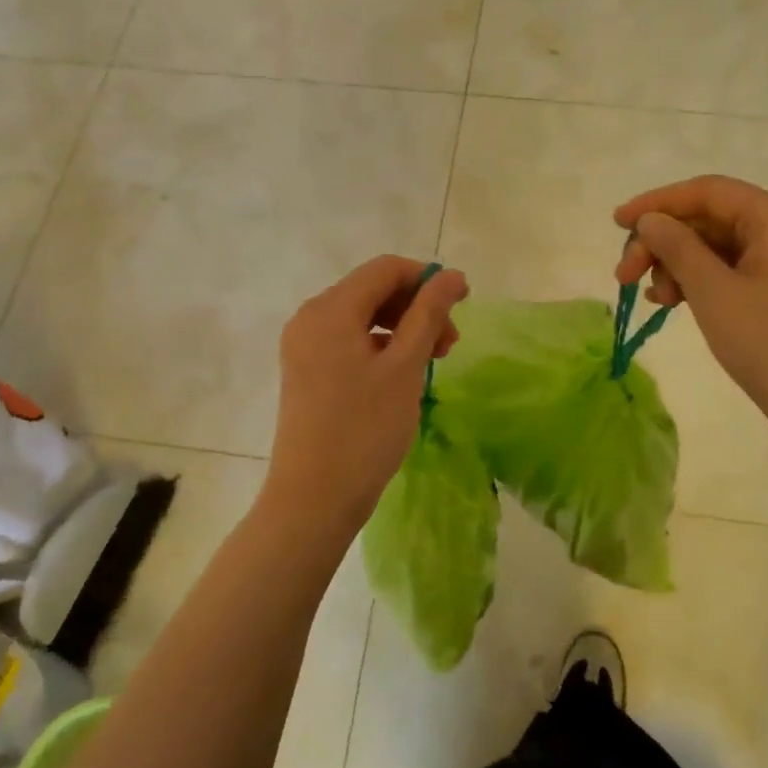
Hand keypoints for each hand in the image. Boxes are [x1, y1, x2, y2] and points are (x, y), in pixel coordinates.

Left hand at [261, 255, 469, 538]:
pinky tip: (402, 375)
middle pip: (372, 291)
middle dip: (416, 307)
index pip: (386, 270)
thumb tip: (452, 275)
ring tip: (433, 361)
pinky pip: (349, 342)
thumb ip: (429, 314)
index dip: (427, 279)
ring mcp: (304, 346)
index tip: (463, 304)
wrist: (313, 498)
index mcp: (330, 309)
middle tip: (449, 344)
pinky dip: (380, 348)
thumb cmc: (365, 429)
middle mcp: (310, 318)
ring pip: (362, 318)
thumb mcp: (404, 367)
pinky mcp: (306, 371)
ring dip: (402, 328)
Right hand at [614, 176, 767, 448]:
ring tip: (655, 300)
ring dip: (676, 265)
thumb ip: (677, 247)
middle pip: (709, 219)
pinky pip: (729, 271)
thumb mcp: (714, 292)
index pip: (707, 192)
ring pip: (715, 247)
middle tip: (625, 277)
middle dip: (663, 243)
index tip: (616, 224)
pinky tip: (672, 303)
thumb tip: (650, 220)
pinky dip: (697, 282)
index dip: (657, 203)